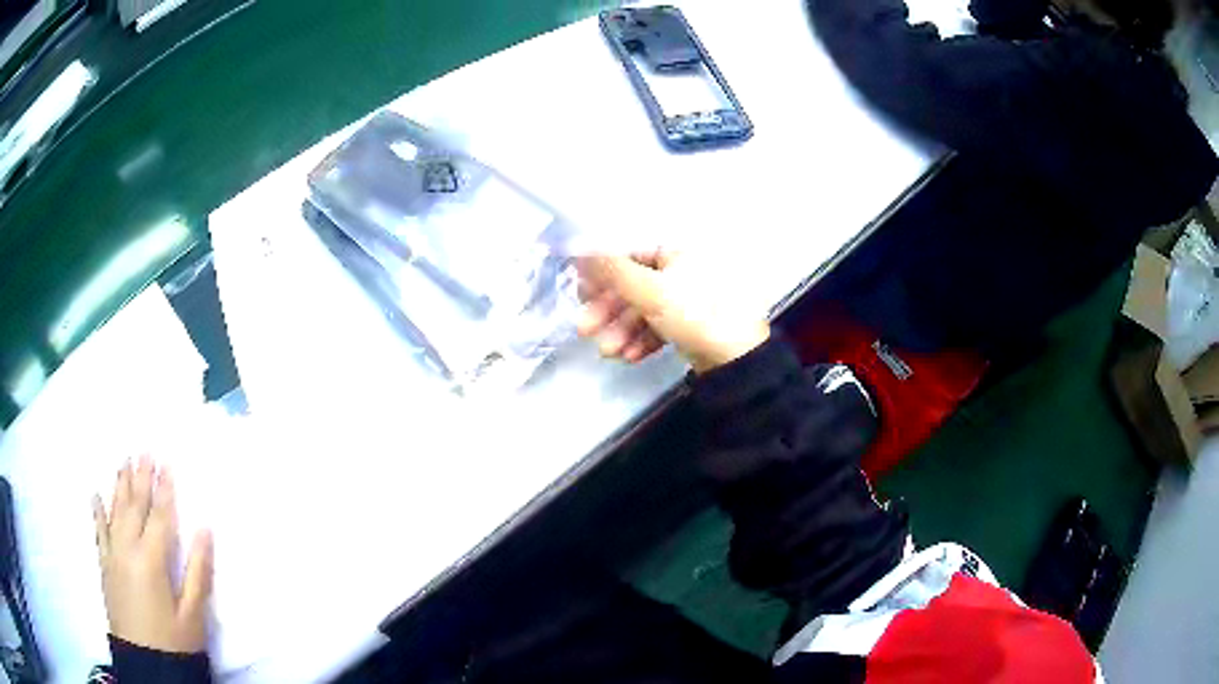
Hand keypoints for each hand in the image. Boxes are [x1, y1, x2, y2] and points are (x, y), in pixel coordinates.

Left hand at [93, 456, 212, 653]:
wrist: (145, 665)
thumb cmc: (175, 642)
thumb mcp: (194, 615)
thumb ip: (198, 571)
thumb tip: (205, 529)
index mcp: (152, 560)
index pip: (159, 516)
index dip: (164, 488)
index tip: (166, 461)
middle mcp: (127, 549)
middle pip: (134, 506)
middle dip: (140, 477)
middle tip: (143, 449)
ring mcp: (112, 556)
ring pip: (115, 512)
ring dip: (120, 486)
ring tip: (123, 461)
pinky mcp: (105, 566)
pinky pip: (99, 532)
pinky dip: (97, 512)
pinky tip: (95, 495)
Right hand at [577, 251, 769, 372]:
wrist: (738, 360)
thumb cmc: (695, 313)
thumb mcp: (650, 290)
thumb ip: (611, 270)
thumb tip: (577, 247)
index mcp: (677, 251)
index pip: (629, 255)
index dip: (602, 274)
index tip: (579, 293)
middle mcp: (682, 269)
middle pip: (633, 285)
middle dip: (608, 310)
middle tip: (585, 330)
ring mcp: (687, 299)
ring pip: (644, 310)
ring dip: (622, 330)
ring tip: (609, 352)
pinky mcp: (690, 325)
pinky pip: (658, 326)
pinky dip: (642, 340)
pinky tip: (631, 357)